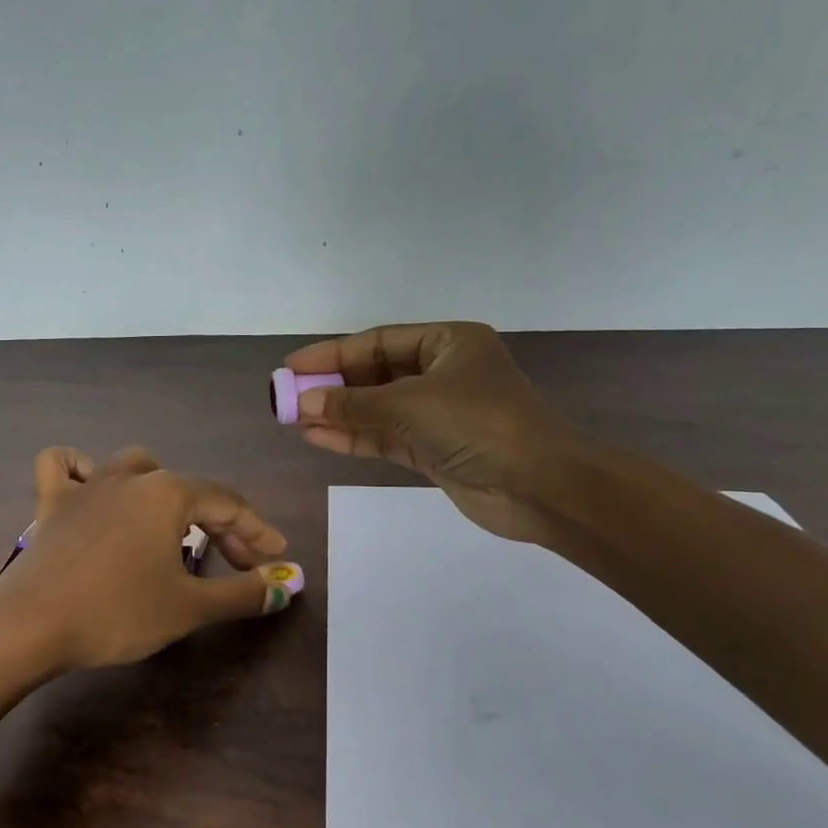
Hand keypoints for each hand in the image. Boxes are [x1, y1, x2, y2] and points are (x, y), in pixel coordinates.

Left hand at [0, 446, 303, 673]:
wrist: (30, 624)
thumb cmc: (118, 612)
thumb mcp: (188, 607)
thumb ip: (241, 593)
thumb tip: (283, 586)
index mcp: (168, 493)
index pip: (227, 503)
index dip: (257, 532)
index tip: (276, 557)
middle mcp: (130, 476)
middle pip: (187, 489)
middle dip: (218, 523)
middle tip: (236, 563)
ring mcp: (86, 486)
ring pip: (134, 468)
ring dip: (162, 492)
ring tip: (172, 525)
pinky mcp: (51, 503)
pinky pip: (64, 467)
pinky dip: (80, 469)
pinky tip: (92, 487)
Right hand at [283, 322, 583, 541]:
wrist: (540, 486)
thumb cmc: (479, 424)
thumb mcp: (410, 404)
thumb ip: (353, 404)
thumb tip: (302, 402)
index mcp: (447, 343)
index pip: (377, 342)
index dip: (331, 354)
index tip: (292, 367)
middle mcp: (442, 373)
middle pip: (374, 375)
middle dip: (331, 386)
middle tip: (287, 396)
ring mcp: (438, 414)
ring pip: (376, 409)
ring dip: (337, 414)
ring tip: (292, 419)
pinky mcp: (433, 449)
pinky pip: (384, 437)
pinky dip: (353, 436)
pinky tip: (317, 436)